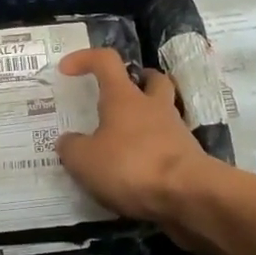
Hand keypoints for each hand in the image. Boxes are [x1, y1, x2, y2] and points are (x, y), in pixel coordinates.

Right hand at [55, 48, 212, 222]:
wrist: (189, 195)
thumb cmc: (131, 166)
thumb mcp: (85, 160)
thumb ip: (71, 148)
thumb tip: (68, 141)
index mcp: (124, 97)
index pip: (106, 61)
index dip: (85, 58)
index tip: (66, 69)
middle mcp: (153, 107)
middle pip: (152, 80)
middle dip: (137, 81)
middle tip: (119, 95)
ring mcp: (176, 132)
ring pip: (163, 113)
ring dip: (146, 119)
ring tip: (124, 140)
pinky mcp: (189, 158)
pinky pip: (167, 145)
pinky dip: (153, 151)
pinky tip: (138, 170)